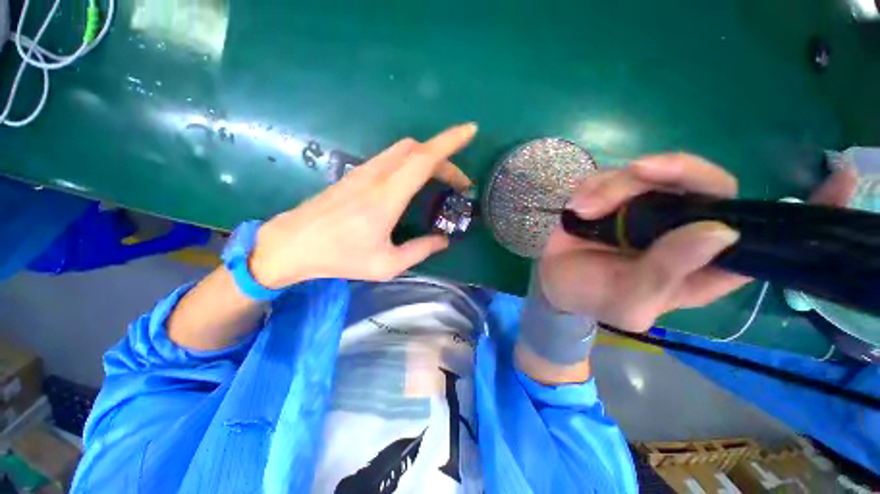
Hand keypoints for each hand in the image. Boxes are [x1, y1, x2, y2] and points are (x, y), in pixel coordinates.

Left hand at [249, 124, 476, 287]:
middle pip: (417, 150)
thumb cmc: (340, 257)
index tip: (470, 131)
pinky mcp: (356, 175)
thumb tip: (444, 241)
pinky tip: (416, 182)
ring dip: (429, 159)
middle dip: (445, 158)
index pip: (424, 158)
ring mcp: (364, 172)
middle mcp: (377, 176)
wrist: (292, 244)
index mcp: (387, 196)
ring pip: (404, 151)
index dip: (450, 142)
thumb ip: (420, 250)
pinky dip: (412, 162)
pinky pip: (392, 158)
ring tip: (442, 181)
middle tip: (459, 183)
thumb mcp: (387, 264)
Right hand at [538, 153, 857, 331]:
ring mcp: (646, 208)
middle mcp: (683, 227)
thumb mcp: (631, 301)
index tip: (842, 176)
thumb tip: (720, 231)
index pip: (763, 234)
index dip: (807, 210)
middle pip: (704, 182)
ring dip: (613, 185)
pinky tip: (577, 206)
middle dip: (674, 170)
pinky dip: (593, 186)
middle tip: (638, 172)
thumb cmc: (594, 297)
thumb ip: (668, 273)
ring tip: (583, 209)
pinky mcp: (614, 198)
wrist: (556, 283)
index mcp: (702, 261)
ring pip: (650, 173)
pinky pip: (612, 176)